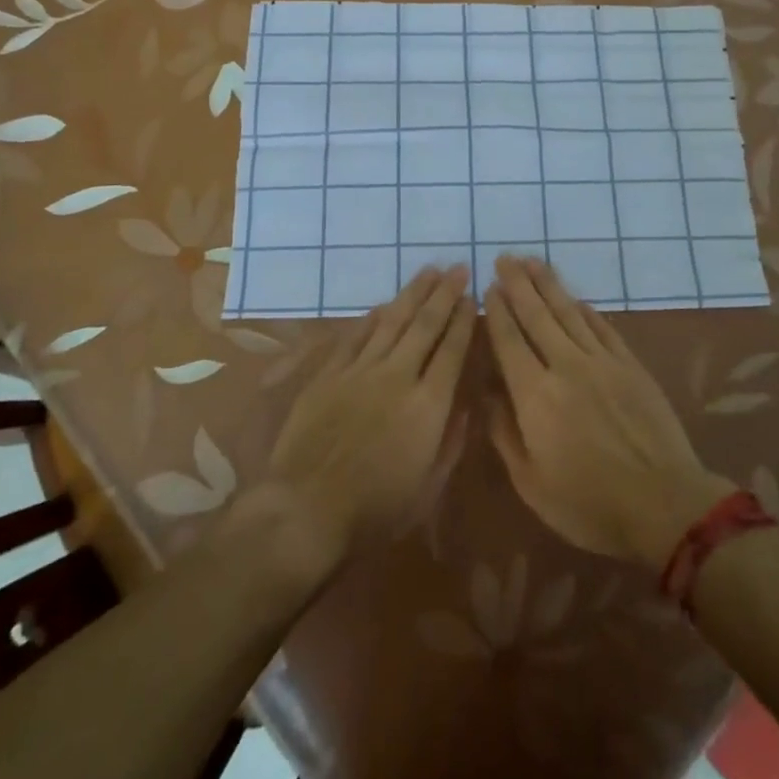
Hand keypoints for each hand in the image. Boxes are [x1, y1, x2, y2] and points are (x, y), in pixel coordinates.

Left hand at [259, 265, 475, 577]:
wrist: (306, 509)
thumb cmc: (375, 510)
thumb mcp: (428, 489)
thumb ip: (451, 442)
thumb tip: (465, 406)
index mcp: (428, 405)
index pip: (452, 350)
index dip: (463, 320)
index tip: (472, 296)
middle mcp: (398, 376)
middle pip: (425, 325)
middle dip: (444, 294)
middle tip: (457, 268)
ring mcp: (361, 370)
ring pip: (392, 321)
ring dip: (412, 294)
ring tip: (428, 271)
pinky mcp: (331, 373)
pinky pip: (356, 335)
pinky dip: (373, 316)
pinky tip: (384, 304)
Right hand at [486, 255, 735, 569]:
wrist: (664, 504)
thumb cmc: (589, 504)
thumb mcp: (532, 483)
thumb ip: (505, 434)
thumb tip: (488, 393)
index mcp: (535, 395)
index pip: (509, 340)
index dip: (497, 311)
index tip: (488, 287)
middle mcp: (566, 366)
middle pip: (537, 315)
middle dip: (518, 284)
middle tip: (504, 258)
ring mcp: (602, 361)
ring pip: (569, 312)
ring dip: (548, 284)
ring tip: (533, 261)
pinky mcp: (630, 365)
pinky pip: (602, 327)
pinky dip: (585, 310)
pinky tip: (575, 299)